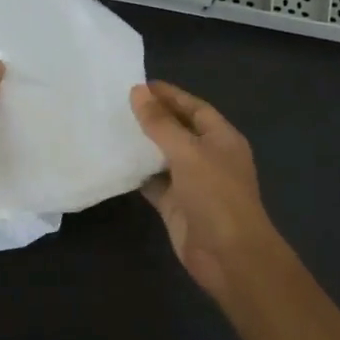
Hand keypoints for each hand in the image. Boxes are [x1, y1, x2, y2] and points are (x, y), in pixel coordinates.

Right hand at [129, 80, 284, 304]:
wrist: (228, 255)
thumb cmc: (216, 195)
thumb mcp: (188, 152)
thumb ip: (161, 123)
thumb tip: (138, 91)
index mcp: (222, 138)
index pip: (194, 107)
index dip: (169, 95)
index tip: (138, 84)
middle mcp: (209, 157)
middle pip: (178, 130)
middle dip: (153, 118)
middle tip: (117, 104)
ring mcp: (193, 183)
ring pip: (164, 157)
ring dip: (142, 145)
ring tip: (111, 128)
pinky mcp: (177, 205)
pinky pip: (154, 183)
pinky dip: (138, 174)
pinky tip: (115, 162)